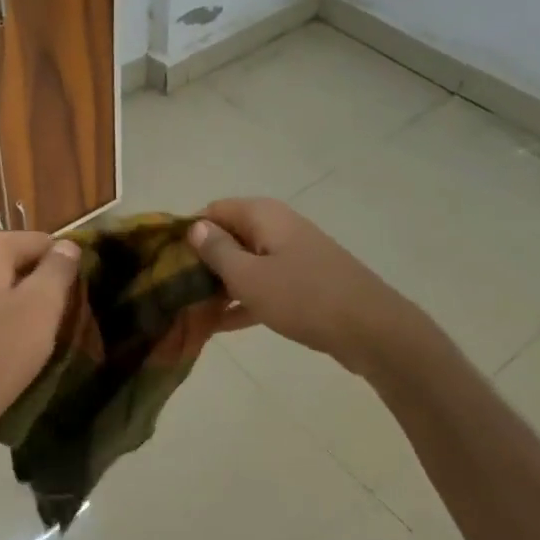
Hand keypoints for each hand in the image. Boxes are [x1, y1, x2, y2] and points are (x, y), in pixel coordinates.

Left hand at [0, 231, 81, 448]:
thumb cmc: (0, 352)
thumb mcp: (42, 307)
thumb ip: (58, 268)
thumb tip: (67, 244)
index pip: (40, 241)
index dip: (61, 267)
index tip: (71, 299)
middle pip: (14, 258)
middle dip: (36, 282)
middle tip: (52, 318)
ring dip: (14, 298)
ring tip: (29, 332)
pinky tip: (1, 341)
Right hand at [188, 198, 414, 374]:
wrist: (372, 330)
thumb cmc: (304, 297)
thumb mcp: (250, 277)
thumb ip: (217, 250)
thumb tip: (195, 226)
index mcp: (263, 215)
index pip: (213, 210)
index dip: (188, 231)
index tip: (166, 261)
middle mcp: (277, 227)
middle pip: (229, 236)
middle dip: (202, 261)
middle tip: (174, 291)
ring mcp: (293, 255)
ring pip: (245, 263)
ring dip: (220, 284)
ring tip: (189, 311)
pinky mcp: (304, 283)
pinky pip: (264, 284)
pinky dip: (244, 299)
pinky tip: (220, 325)